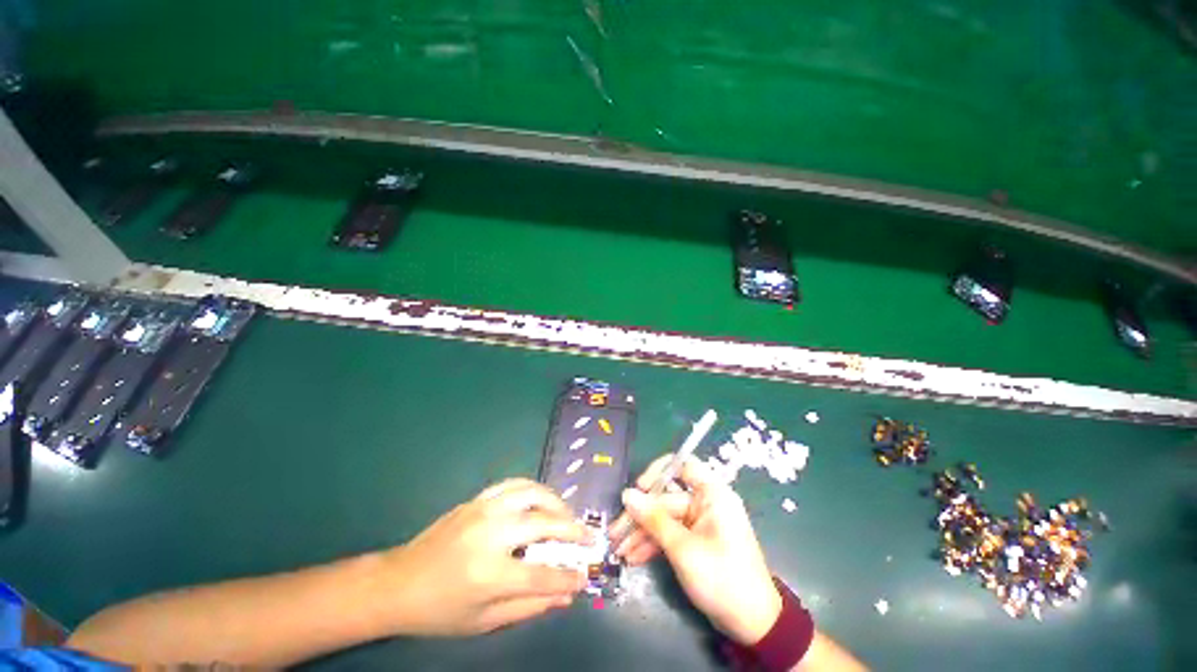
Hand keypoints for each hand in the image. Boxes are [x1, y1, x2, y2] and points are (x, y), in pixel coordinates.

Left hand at [380, 478, 590, 636]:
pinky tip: (541, 500)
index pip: (541, 573)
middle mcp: (490, 534)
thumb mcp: (483, 621)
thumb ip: (528, 607)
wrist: (398, 582)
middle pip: (544, 523)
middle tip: (588, 537)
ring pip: (532, 493)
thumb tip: (565, 595)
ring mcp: (484, 510)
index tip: (585, 576)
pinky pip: (514, 484)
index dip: (568, 576)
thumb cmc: (440, 610)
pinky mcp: (478, 499)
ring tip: (567, 516)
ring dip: (557, 503)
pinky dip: (535, 489)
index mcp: (489, 574)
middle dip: (572, 530)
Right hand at [613, 455, 781, 644]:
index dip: (658, 471)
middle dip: (640, 515)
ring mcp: (700, 523)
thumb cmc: (722, 579)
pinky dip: (654, 544)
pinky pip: (671, 534)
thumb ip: (653, 519)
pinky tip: (633, 557)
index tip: (638, 489)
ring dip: (642, 532)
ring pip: (665, 518)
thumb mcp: (683, 549)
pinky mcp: (696, 541)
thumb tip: (627, 494)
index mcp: (712, 494)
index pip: (682, 465)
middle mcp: (705, 503)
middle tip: (615, 532)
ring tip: (619, 550)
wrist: (753, 625)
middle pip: (666, 498)